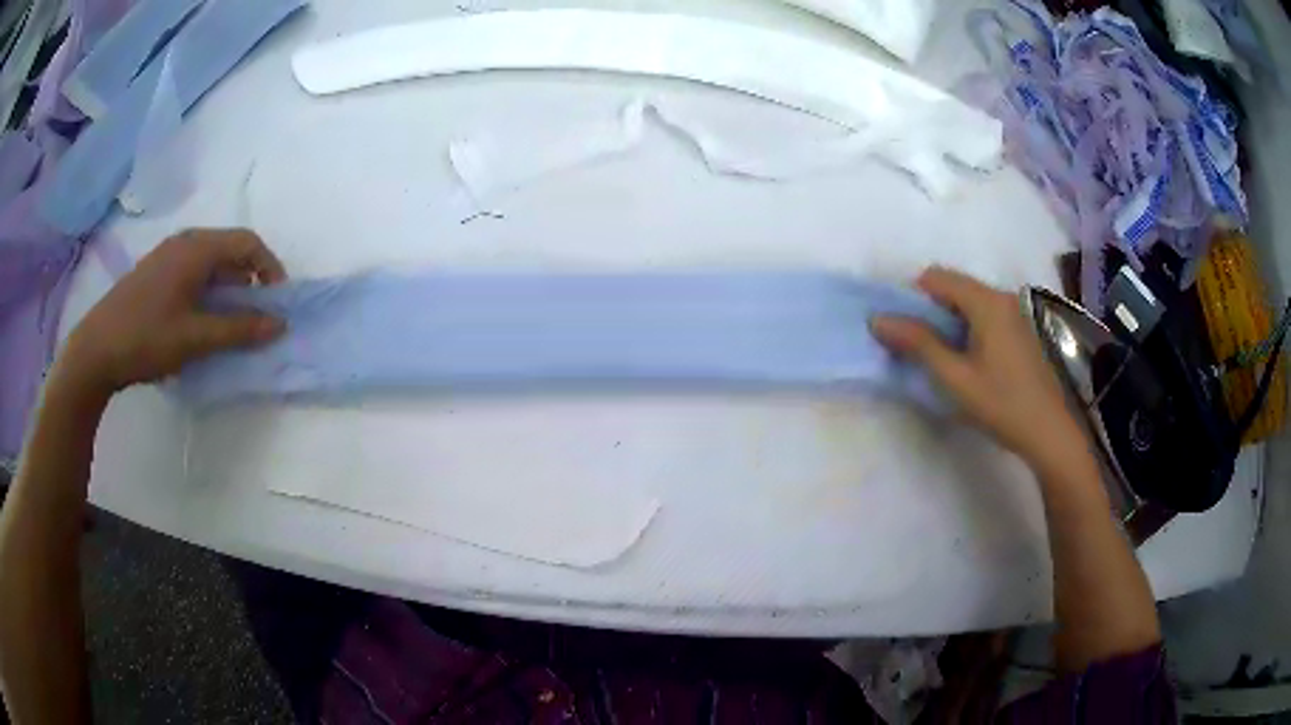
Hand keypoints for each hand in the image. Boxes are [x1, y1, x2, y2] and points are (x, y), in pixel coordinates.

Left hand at [57, 229, 287, 398]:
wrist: (96, 349)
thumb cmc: (146, 338)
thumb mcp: (195, 338)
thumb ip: (239, 330)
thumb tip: (280, 324)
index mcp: (197, 248)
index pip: (248, 242)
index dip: (270, 269)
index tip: (278, 303)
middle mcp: (185, 241)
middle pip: (230, 249)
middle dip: (250, 280)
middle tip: (256, 316)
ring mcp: (168, 255)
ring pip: (211, 261)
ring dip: (228, 287)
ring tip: (230, 322)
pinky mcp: (156, 271)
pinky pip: (193, 270)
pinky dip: (208, 290)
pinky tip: (200, 319)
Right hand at [872, 267, 1086, 468]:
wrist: (1049, 432)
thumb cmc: (1001, 404)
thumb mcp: (955, 377)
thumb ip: (918, 343)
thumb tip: (878, 319)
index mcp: (986, 302)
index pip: (936, 277)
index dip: (912, 298)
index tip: (903, 332)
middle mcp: (1002, 297)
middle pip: (954, 287)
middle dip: (930, 311)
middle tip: (919, 349)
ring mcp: (1015, 312)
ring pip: (969, 302)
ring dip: (948, 321)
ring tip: (943, 359)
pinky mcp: (1022, 329)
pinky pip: (985, 315)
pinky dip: (968, 329)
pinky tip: (970, 363)